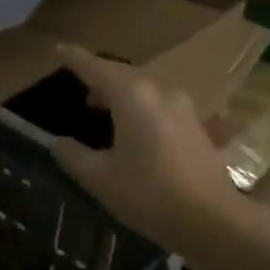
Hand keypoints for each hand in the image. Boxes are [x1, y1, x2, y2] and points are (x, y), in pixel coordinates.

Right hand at [48, 45, 244, 256]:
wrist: (211, 219)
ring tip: (101, 109)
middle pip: (123, 76)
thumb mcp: (99, 178)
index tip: (59, 49)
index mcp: (133, 96)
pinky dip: (140, 109)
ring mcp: (183, 109)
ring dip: (121, 94)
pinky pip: (160, 106)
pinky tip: (133, 130)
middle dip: (99, 78)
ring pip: (144, 90)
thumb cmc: (148, 195)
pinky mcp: (196, 127)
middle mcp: (160, 93)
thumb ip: (73, 155)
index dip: (75, 59)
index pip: (96, 68)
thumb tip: (58, 142)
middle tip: (79, 85)